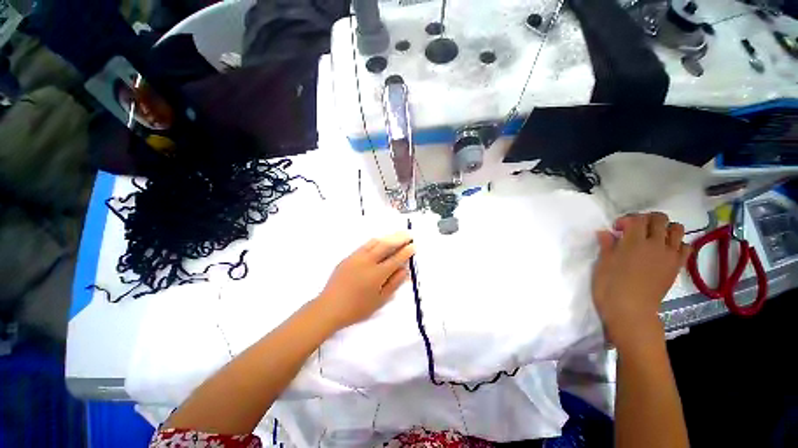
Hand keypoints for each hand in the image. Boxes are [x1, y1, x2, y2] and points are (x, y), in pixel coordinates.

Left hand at [316, 232, 414, 329]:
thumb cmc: (357, 308)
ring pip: (375, 242)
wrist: (329, 307)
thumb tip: (405, 270)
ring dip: (388, 237)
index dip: (406, 251)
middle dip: (399, 238)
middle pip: (386, 245)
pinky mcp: (348, 257)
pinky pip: (365, 245)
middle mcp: (368, 261)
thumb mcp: (380, 300)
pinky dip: (376, 241)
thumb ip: (394, 283)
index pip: (396, 258)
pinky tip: (379, 242)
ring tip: (396, 236)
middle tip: (408, 234)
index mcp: (377, 274)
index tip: (413, 245)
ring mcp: (357, 257)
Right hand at [592, 213, 690, 351]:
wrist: (631, 310)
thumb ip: (607, 245)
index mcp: (634, 242)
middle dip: (646, 219)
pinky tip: (666, 250)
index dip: (626, 220)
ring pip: (677, 229)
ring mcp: (669, 255)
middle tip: (635, 229)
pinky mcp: (676, 266)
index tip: (616, 229)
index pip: (637, 218)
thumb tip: (605, 232)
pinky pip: (686, 246)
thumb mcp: (602, 264)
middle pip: (659, 219)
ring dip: (665, 228)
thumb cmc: (610, 286)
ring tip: (653, 237)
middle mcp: (655, 244)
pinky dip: (678, 243)